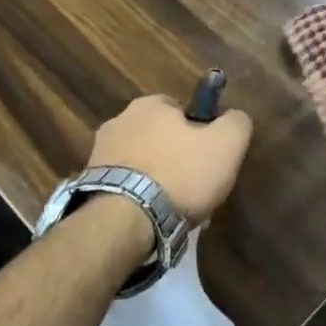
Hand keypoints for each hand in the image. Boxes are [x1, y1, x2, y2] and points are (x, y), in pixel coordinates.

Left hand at [88, 94, 253, 221]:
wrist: (125, 221)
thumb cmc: (180, 175)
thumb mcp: (227, 144)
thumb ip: (236, 123)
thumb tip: (234, 117)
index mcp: (149, 104)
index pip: (180, 109)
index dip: (199, 132)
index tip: (208, 158)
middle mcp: (118, 121)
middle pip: (158, 137)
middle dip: (176, 158)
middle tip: (194, 188)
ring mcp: (99, 154)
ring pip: (141, 164)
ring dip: (156, 180)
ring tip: (174, 210)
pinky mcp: (89, 186)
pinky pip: (124, 187)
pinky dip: (138, 199)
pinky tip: (152, 219)